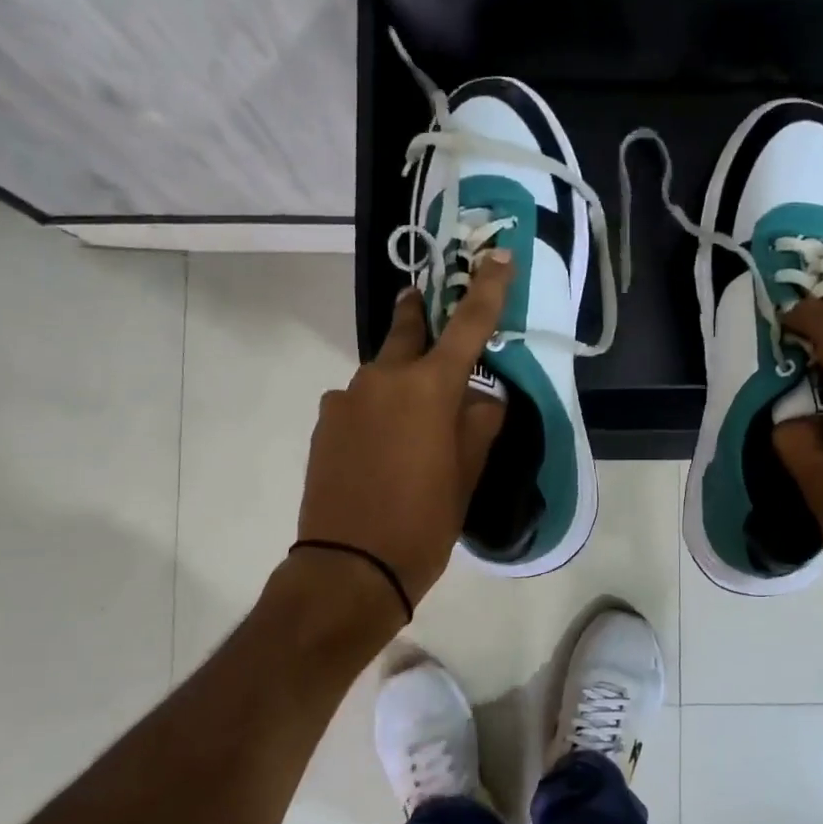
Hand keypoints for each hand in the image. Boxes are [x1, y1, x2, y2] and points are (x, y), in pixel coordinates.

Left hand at [295, 254, 511, 611]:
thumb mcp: (467, 474)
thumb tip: (481, 398)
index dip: (486, 290)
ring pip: (381, 374)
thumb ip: (478, 424)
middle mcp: (382, 379)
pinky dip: (377, 410)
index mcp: (428, 388)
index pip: (467, 327)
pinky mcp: (325, 423)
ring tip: (413, 420)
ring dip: (400, 380)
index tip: (498, 257)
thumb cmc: (423, 521)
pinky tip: (383, 446)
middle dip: (419, 314)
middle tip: (424, 303)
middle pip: (407, 332)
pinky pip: (359, 403)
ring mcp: (346, 399)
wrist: (350, 567)